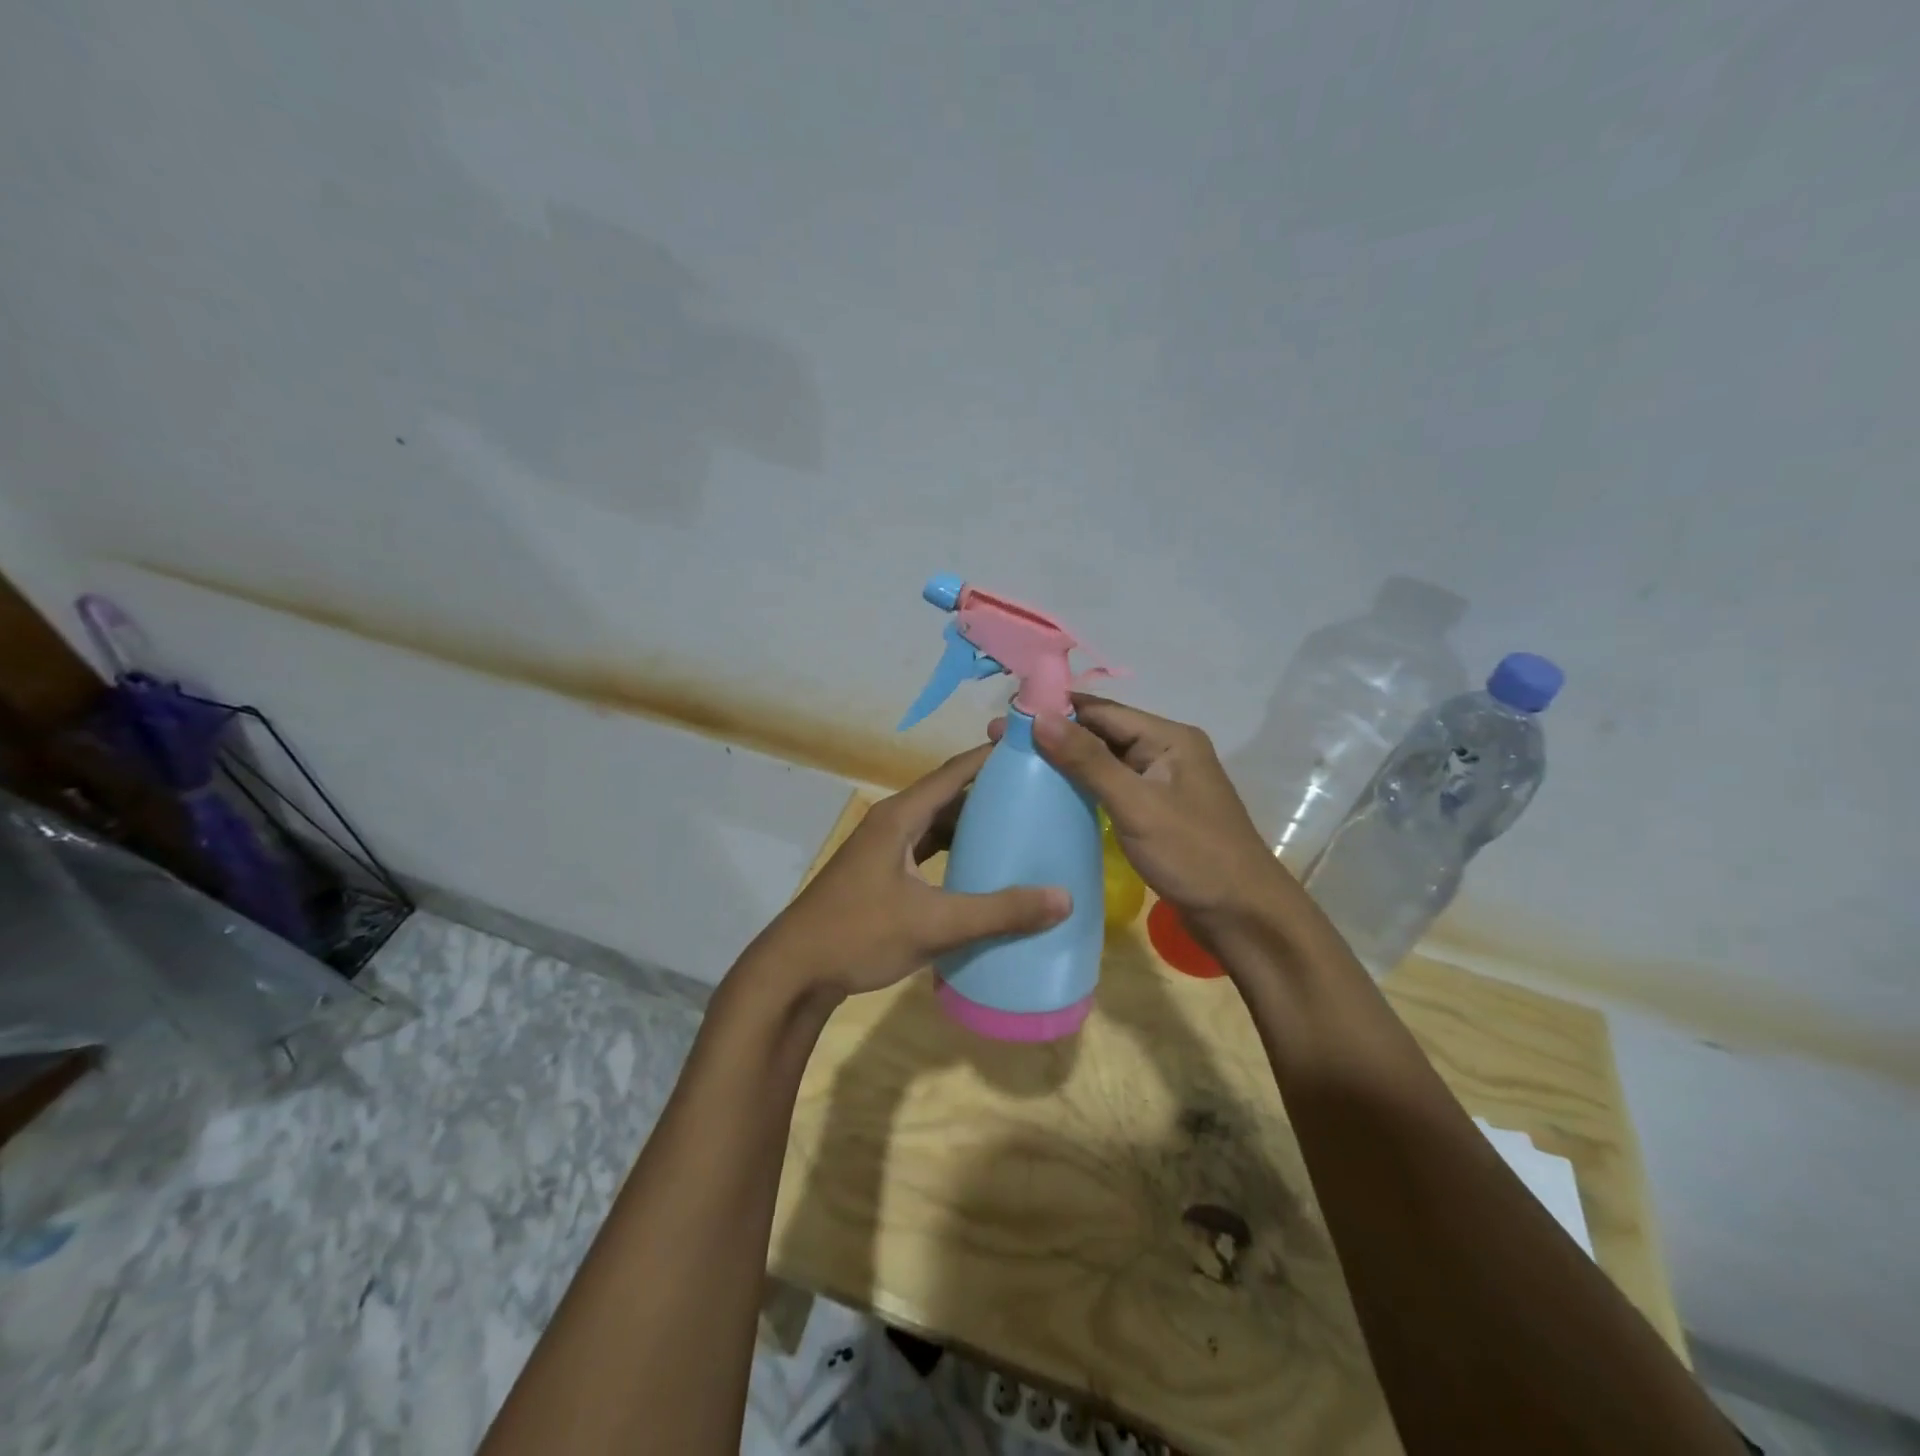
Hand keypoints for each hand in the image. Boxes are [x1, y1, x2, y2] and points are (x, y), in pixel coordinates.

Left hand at [742, 744, 1070, 999]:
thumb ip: (998, 912)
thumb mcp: (934, 924)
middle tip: (1037, 793)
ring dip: (971, 823)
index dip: (991, 758)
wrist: (794, 971)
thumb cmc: (859, 934)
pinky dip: (953, 849)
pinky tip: (979, 865)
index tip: (1033, 751)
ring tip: (1018, 826)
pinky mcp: (880, 873)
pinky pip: (925, 848)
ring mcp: (882, 849)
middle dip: (990, 792)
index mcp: (900, 817)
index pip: (954, 773)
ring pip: (935, 823)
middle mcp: (891, 823)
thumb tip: (1064, 898)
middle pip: (947, 795)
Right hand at [998, 696, 1295, 933]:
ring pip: (1105, 762)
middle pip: (1103, 733)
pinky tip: (1052, 794)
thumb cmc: (1193, 855)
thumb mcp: (1137, 805)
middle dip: (1055, 734)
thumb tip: (1040, 717)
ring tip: (1018, 764)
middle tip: (1002, 742)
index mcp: (1169, 738)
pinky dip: (1083, 787)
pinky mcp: (1156, 812)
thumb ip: (1089, 761)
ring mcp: (1162, 784)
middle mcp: (1167, 752)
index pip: (1103, 711)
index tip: (1009, 714)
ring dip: (1066, 761)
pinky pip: (1112, 789)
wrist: (1243, 916)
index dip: (1056, 708)